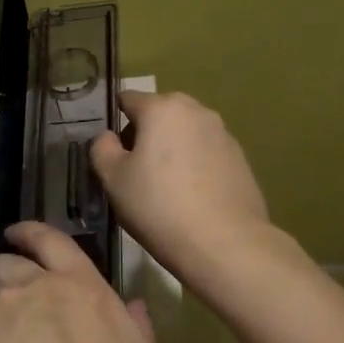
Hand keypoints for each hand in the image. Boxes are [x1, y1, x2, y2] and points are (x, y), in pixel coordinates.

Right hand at [90, 90, 272, 280]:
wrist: (224, 244)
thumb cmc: (159, 206)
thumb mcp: (113, 180)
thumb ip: (102, 149)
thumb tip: (108, 137)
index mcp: (163, 108)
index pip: (128, 99)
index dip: (115, 121)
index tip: (111, 150)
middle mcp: (197, 111)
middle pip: (161, 113)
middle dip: (146, 134)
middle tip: (136, 171)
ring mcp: (224, 134)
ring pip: (186, 133)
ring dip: (173, 149)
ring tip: (165, 187)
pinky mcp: (241, 159)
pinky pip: (207, 153)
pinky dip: (196, 166)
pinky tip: (191, 197)